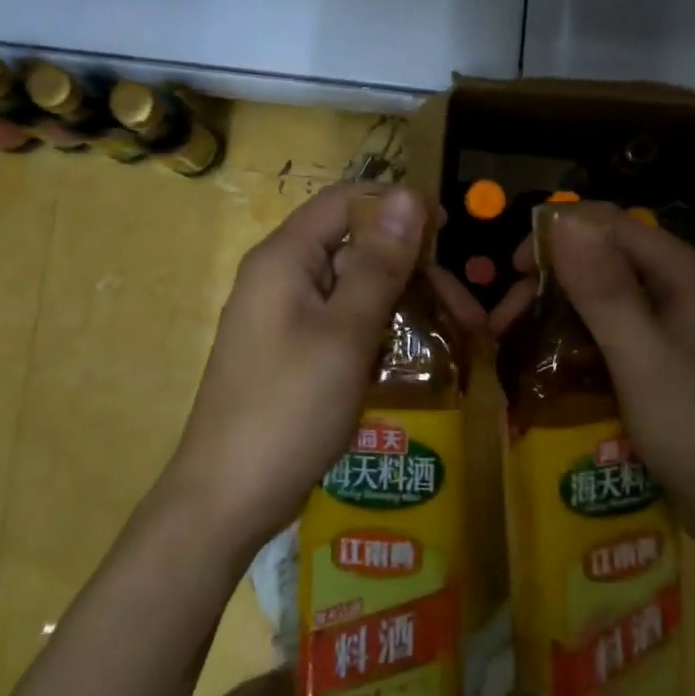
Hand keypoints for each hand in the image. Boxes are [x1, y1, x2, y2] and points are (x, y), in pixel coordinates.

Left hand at [162, 184, 484, 560]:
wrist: (227, 499)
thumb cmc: (288, 409)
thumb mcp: (345, 333)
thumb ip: (380, 263)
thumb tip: (409, 196)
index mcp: (285, 258)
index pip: (347, 202)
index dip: (399, 207)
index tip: (450, 233)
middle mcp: (282, 277)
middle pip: (356, 246)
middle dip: (414, 269)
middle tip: (467, 311)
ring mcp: (285, 317)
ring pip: (355, 287)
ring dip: (406, 303)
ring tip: (457, 337)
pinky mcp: (292, 351)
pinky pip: (344, 321)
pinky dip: (381, 330)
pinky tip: (415, 357)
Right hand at [491, 209, 694, 557]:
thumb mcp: (643, 360)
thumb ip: (604, 288)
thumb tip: (564, 218)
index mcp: (691, 276)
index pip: (614, 225)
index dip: (558, 234)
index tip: (513, 269)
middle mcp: (692, 289)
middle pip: (611, 259)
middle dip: (554, 280)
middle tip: (506, 319)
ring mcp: (689, 326)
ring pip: (614, 297)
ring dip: (564, 311)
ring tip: (520, 342)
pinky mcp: (681, 359)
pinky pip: (625, 330)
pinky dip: (586, 337)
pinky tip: (558, 362)